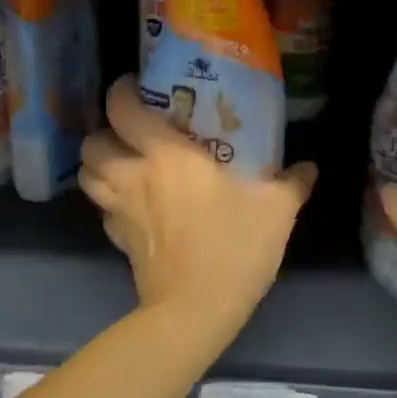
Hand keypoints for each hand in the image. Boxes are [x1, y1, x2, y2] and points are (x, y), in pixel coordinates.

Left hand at [81, 78, 317, 330]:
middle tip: (128, 132)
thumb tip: (309, 166)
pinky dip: (110, 203)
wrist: (196, 311)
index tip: (133, 86)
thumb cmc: (234, 247)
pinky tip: (132, 206)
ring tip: (122, 163)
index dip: (120, 92)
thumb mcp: (275, 210)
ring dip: (98, 165)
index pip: (122, 110)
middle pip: (92, 143)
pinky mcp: (118, 241)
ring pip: (87, 176)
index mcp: (165, 155)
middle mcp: (133, 176)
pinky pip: (103, 211)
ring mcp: (120, 211)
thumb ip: (292, 182)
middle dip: (103, 132)